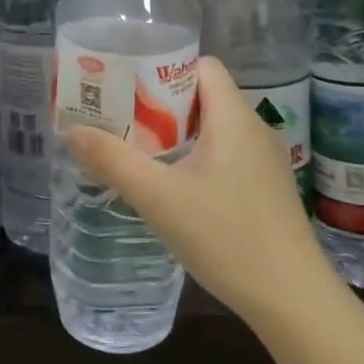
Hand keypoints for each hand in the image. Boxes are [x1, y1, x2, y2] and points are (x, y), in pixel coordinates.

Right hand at [64, 57, 334, 325]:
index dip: (163, 68)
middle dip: (160, 104)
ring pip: (215, 129)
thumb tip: (71, 131)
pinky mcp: (267, 188)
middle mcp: (254, 128)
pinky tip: (175, 189)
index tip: (126, 87)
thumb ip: (113, 161)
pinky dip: (197, 158)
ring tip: (140, 153)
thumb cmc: (226, 236)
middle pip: (204, 96)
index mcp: (233, 117)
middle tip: (121, 121)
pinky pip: (227, 155)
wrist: (292, 298)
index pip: (201, 65)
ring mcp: (265, 160)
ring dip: (177, 134)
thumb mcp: (159, 198)